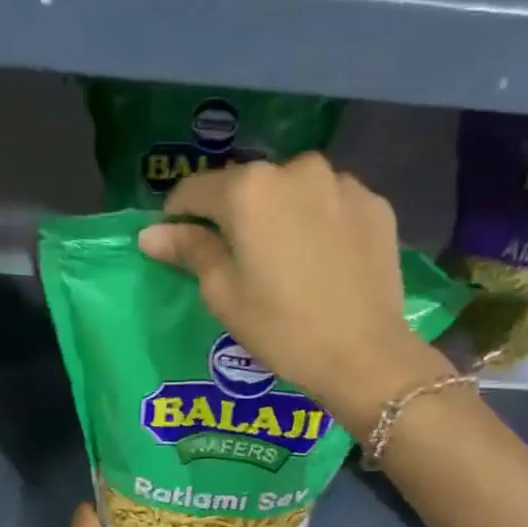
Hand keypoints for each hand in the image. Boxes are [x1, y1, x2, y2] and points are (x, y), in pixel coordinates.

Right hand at [137, 154, 450, 433]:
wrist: (366, 357)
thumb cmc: (283, 330)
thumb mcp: (224, 295)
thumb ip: (189, 251)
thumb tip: (151, 233)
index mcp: (250, 189)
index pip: (196, 190)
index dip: (180, 216)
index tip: (177, 243)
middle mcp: (296, 169)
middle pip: (248, 186)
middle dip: (235, 215)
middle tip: (236, 259)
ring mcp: (342, 183)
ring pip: (293, 192)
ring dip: (280, 215)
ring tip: (285, 260)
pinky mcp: (375, 204)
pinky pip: (331, 204)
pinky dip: (319, 222)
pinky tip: (322, 260)